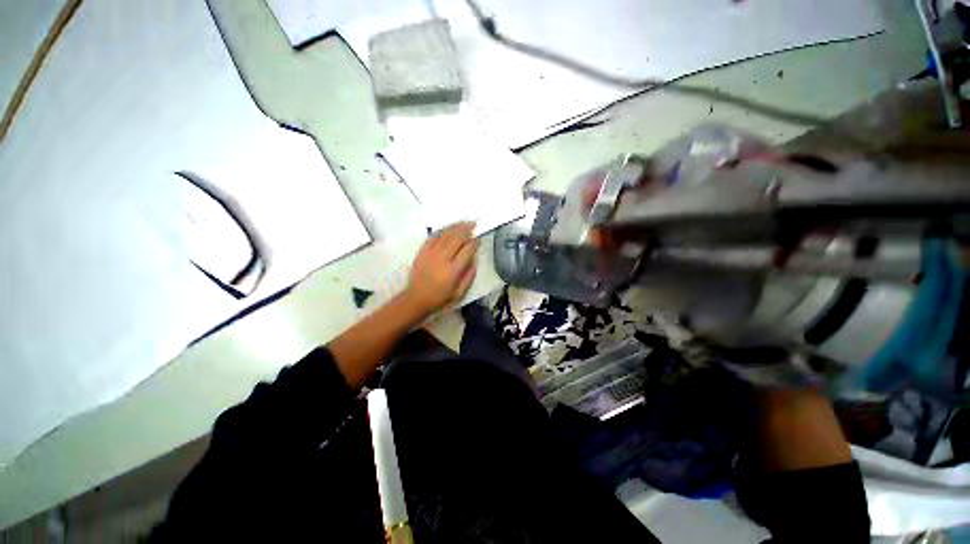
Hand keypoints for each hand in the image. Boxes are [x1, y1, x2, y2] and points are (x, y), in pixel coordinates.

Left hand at [404, 222, 478, 315]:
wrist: (416, 298)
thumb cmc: (440, 298)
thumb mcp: (459, 293)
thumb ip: (469, 275)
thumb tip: (474, 259)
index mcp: (453, 270)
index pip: (467, 251)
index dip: (474, 242)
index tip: (478, 239)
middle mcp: (443, 259)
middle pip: (456, 239)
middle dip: (466, 229)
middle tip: (473, 224)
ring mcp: (431, 253)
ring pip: (445, 235)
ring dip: (455, 227)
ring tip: (463, 223)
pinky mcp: (422, 252)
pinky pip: (433, 237)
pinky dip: (442, 231)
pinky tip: (448, 228)